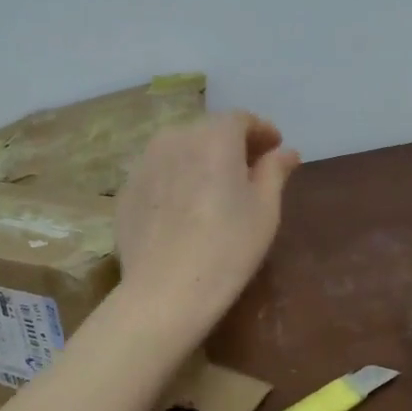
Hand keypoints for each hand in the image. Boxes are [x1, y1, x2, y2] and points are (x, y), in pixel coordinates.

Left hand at [116, 112, 300, 331]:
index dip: (261, 131)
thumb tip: (285, 152)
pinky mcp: (126, 190)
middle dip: (231, 144)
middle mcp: (174, 138)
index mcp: (213, 137)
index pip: (240, 119)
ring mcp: (144, 163)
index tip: (274, 147)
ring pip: (179, 150)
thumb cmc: (228, 247)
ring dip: (200, 160)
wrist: (165, 291)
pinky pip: (159, 174)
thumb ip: (274, 171)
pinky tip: (185, 210)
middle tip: (249, 170)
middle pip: (208, 131)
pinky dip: (176, 180)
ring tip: (215, 188)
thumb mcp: (265, 210)